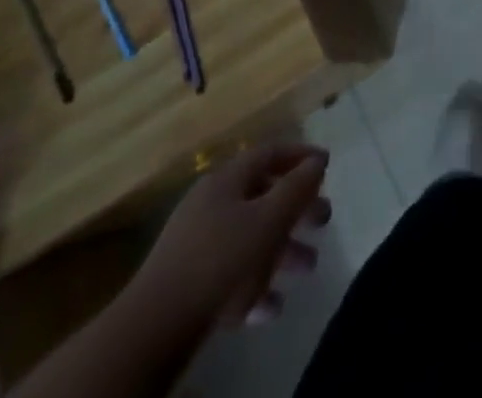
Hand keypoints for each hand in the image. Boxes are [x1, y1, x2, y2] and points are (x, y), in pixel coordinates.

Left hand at [127, 143, 332, 328]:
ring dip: (282, 250)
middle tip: (324, 221)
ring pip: (249, 236)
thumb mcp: (268, 220)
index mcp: (227, 179)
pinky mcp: (189, 280)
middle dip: (296, 209)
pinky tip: (272, 307)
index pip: (270, 152)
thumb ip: (297, 188)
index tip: (327, 165)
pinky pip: (231, 272)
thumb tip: (318, 161)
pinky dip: (255, 283)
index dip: (300, 155)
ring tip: (308, 267)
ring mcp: (197, 242)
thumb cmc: (220, 261)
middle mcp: (211, 202)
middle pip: (262, 195)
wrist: (154, 327)